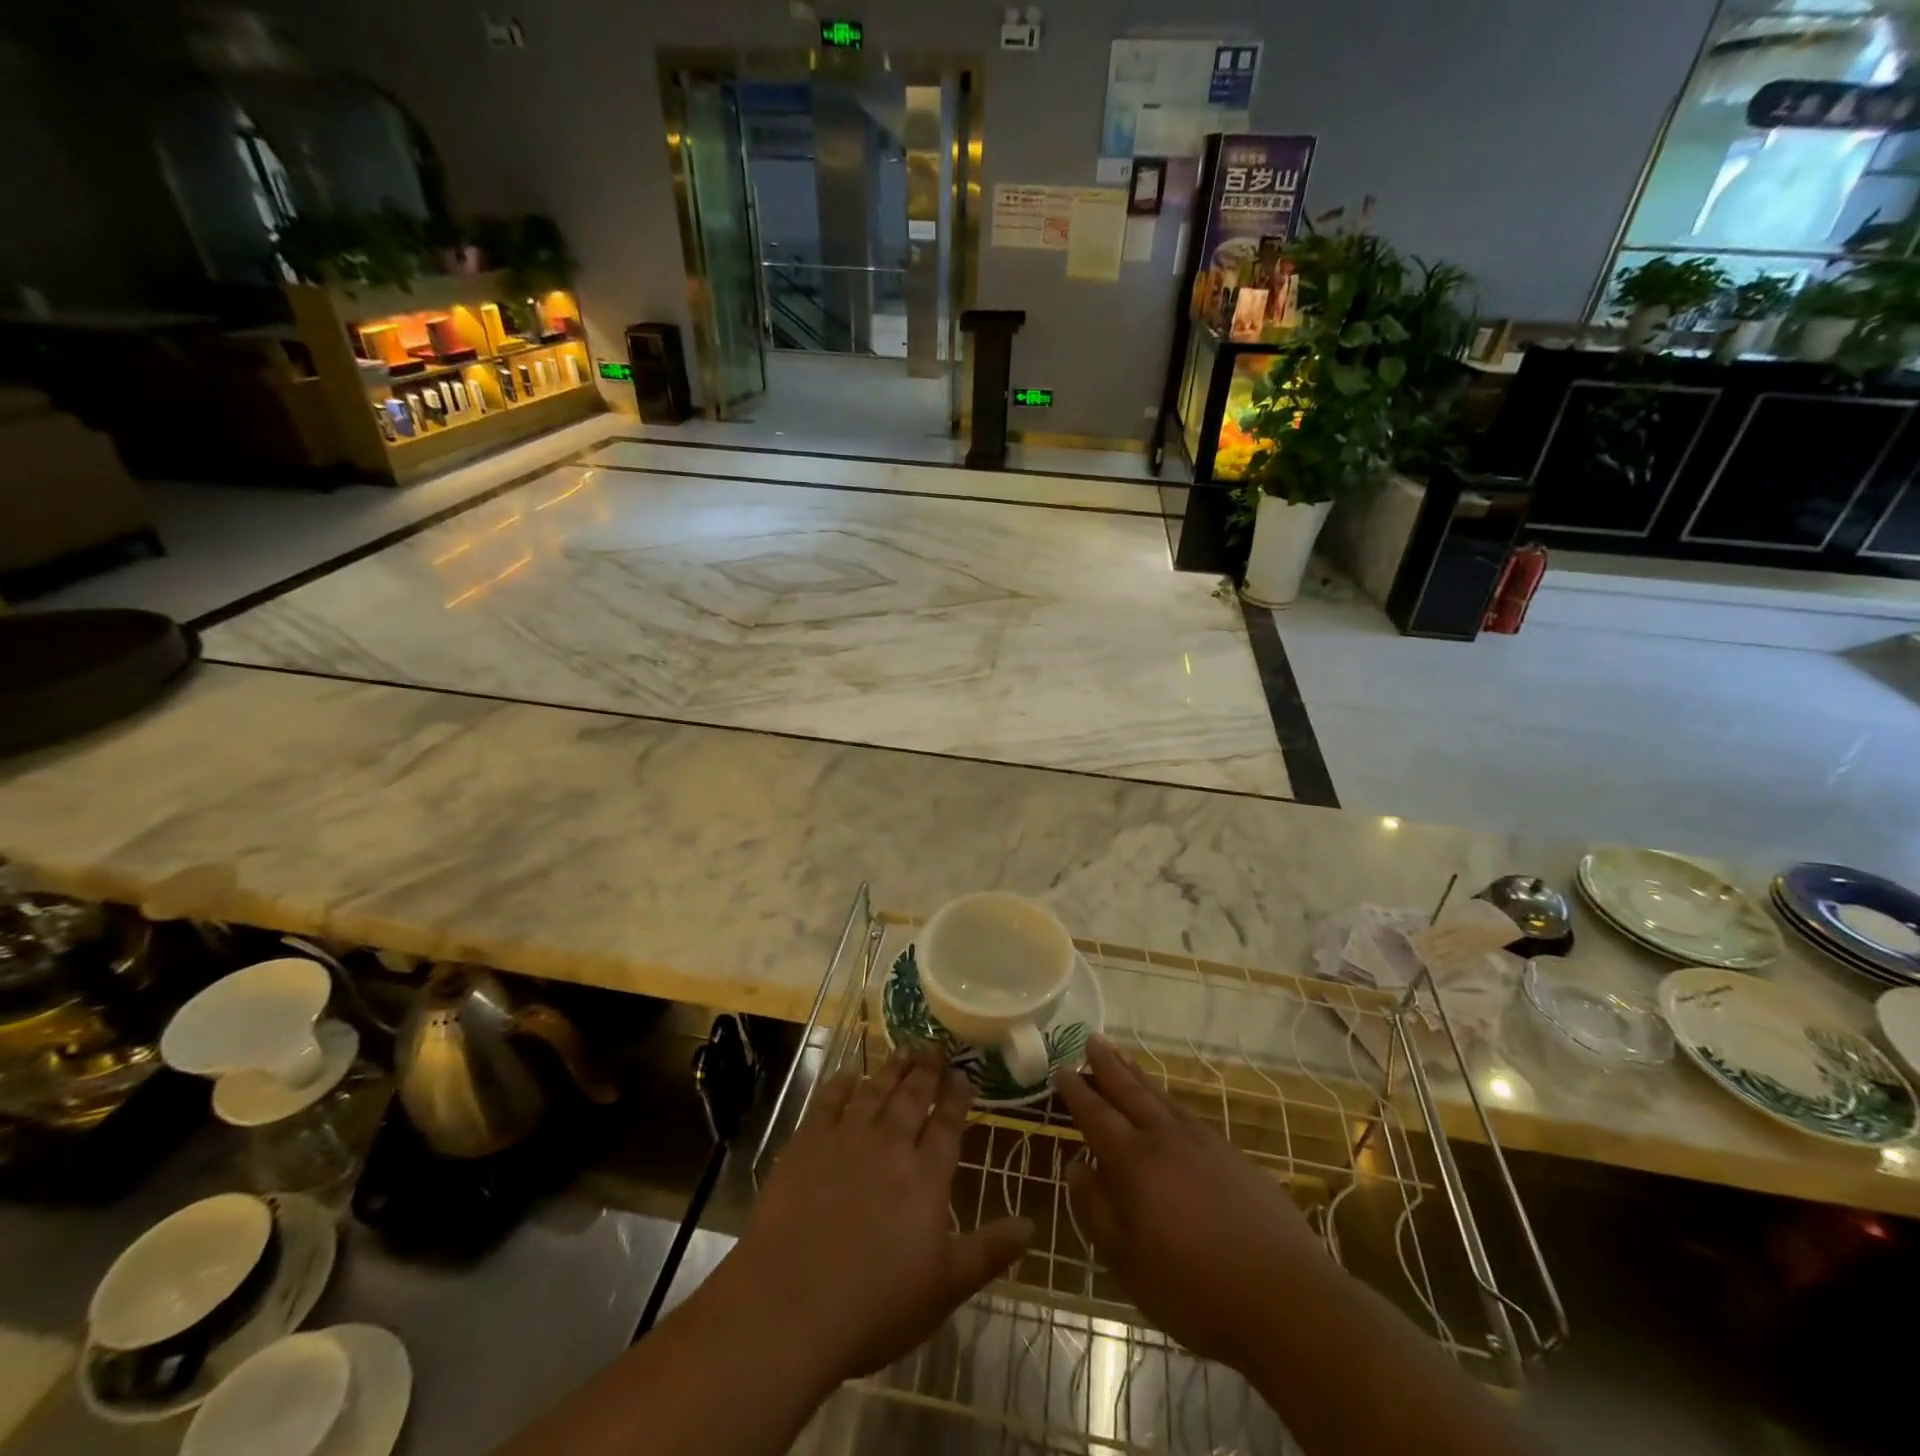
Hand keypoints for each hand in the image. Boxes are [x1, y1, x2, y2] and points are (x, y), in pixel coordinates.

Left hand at [714, 1052, 1032, 1388]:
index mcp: (926, 1176)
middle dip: (927, 1070)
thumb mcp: (944, 1288)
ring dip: (892, 1068)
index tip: (964, 1074)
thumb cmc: (874, 1305)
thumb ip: (989, 1251)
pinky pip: (829, 1100)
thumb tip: (1032, 1225)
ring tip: (904, 1049)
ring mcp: (846, 1139)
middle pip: (913, 1097)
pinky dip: (843, 1084)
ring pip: (876, 1090)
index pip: (948, 1124)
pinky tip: (850, 1076)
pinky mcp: (807, 1143)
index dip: (957, 1097)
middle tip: (936, 1046)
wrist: (789, 1304)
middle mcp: (890, 1145)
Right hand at [1056, 1037, 1328, 1366]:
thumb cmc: (1195, 1290)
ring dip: (1137, 1075)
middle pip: (1130, 1091)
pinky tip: (1168, 1104)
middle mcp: (1166, 1139)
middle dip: (1107, 1065)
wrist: (1286, 1298)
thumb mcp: (1128, 1263)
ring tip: (1123, 1056)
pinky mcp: (1233, 1154)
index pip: (1096, 1115)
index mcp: (1134, 1163)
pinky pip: (1188, 1113)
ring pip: (1161, 1096)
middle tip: (1091, 1039)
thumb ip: (1096, 1210)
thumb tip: (1077, 1166)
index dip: (1077, 1091)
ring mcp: (1204, 1142)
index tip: (1061, 1068)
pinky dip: (1168, 1099)